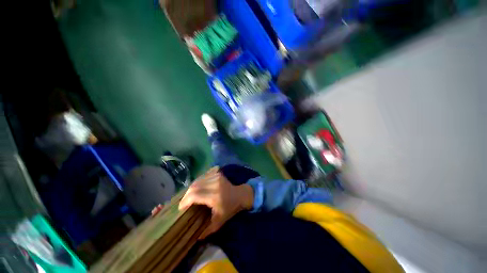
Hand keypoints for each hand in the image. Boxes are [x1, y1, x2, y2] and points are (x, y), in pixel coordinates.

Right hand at [179, 167, 253, 238]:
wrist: (240, 194)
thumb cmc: (231, 208)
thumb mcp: (220, 222)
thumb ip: (207, 231)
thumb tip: (195, 237)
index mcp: (214, 196)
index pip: (194, 195)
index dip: (185, 201)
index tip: (181, 208)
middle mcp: (215, 185)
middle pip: (194, 187)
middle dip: (186, 195)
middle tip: (184, 203)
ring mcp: (216, 177)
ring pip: (197, 181)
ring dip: (191, 189)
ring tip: (189, 197)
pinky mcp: (217, 174)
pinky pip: (203, 177)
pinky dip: (197, 183)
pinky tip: (197, 189)